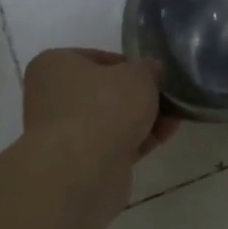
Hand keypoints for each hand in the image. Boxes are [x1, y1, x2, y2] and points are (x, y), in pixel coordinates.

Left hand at [21, 48, 178, 164]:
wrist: (83, 170)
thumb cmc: (104, 106)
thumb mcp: (137, 75)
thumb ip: (147, 69)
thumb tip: (151, 70)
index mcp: (54, 65)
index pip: (97, 58)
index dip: (130, 65)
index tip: (154, 74)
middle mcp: (52, 97)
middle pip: (104, 91)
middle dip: (138, 96)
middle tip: (166, 97)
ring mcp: (64, 133)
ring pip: (110, 120)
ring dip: (142, 119)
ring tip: (174, 118)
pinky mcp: (79, 162)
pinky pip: (113, 144)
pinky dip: (138, 140)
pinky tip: (165, 136)